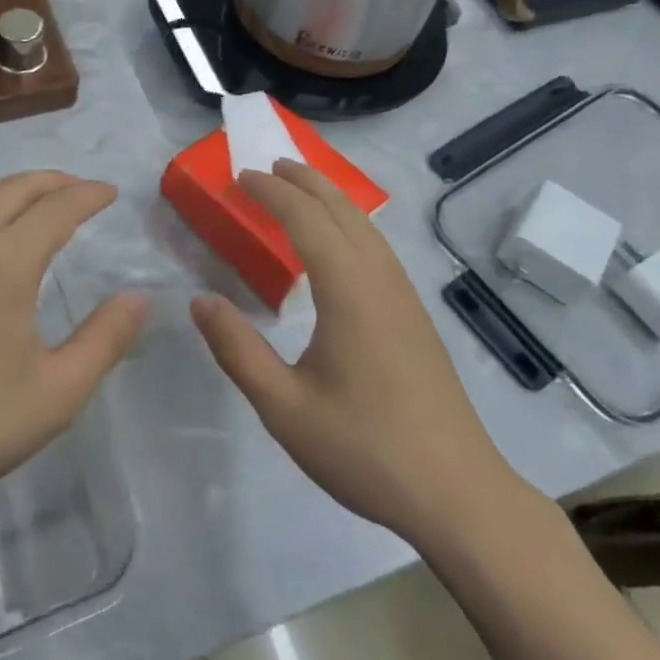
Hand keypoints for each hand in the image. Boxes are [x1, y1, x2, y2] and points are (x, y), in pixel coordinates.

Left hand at [0, 172, 147, 524]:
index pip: (55, 208)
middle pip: (12, 189)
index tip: (110, 193)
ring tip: (38, 203)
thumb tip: (139, 298)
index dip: (88, 195)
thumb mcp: (59, 391)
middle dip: (52, 181)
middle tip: (80, 188)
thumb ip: (105, 338)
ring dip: (13, 192)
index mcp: (3, 263)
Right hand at [190, 160, 524, 544]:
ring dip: (331, 198)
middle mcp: (380, 280)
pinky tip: (342, 244)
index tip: (241, 177)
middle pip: (342, 211)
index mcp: (348, 291)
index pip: (306, 220)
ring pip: (366, 227)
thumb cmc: (366, 450)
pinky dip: (351, 224)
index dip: (272, 193)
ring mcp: (404, 298)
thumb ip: (238, 351)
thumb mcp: (285, 409)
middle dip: (305, 181)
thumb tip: (199, 301)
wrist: (459, 494)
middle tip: (270, 165)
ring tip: (301, 188)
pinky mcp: (415, 317)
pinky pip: (378, 248)